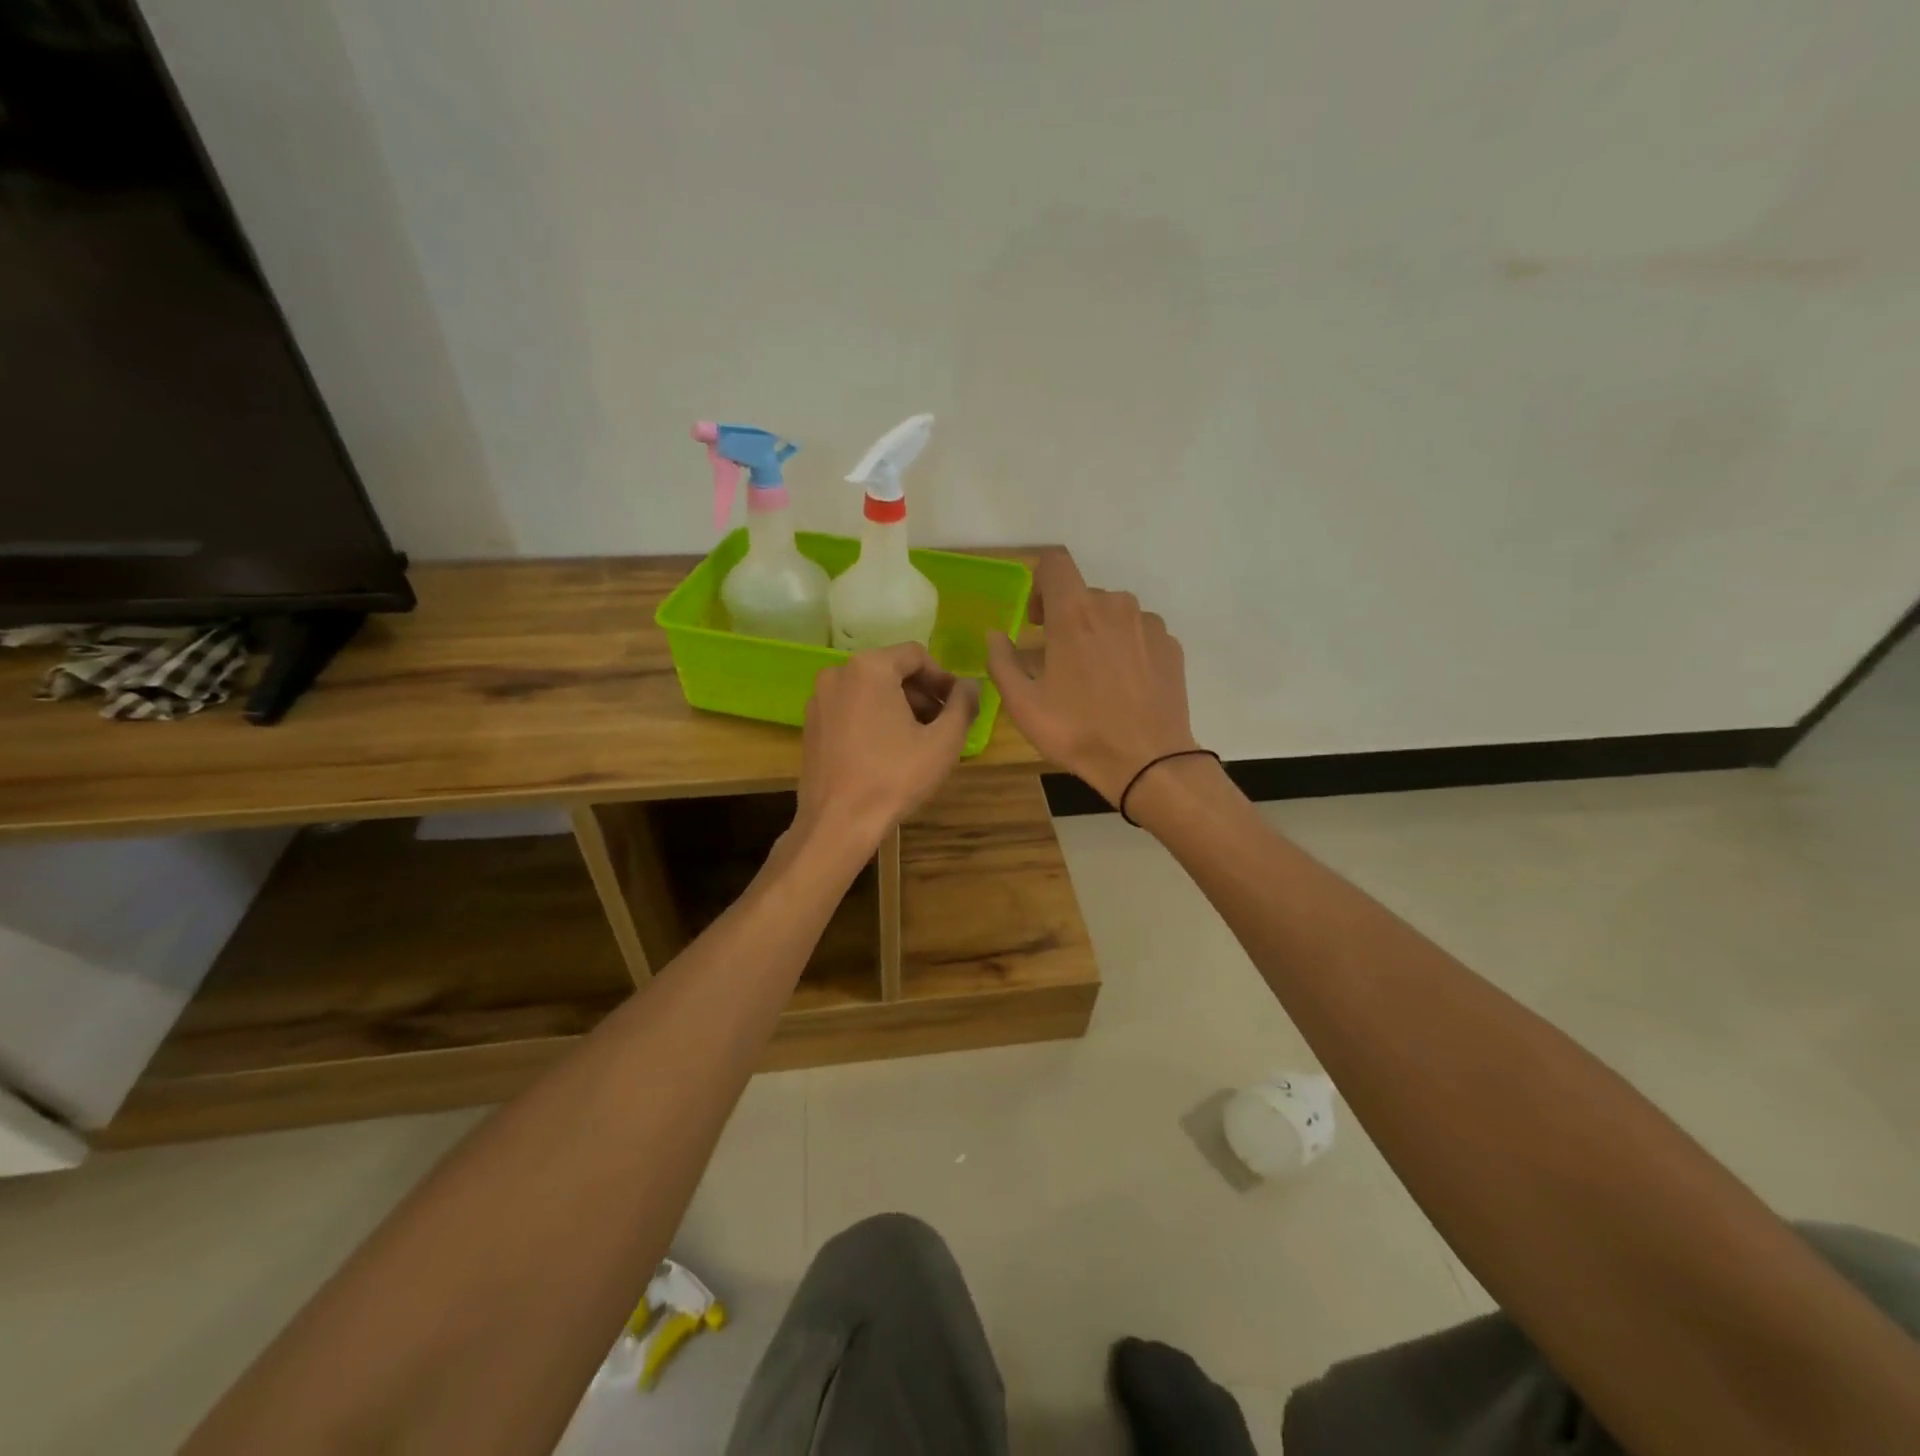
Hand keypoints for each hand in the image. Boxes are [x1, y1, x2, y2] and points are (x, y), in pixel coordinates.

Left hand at [794, 643, 979, 852]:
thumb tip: (970, 685)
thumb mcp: (943, 742)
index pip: (916, 655)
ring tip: (919, 739)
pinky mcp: (811, 725)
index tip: (958, 704)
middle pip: (891, 670)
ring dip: (899, 706)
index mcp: (870, 668)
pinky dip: (873, 718)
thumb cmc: (894, 777)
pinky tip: (888, 750)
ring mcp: (819, 699)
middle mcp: (838, 673)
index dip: (943, 678)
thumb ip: (963, 705)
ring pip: (870, 690)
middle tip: (943, 723)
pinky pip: (850, 708)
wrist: (838, 822)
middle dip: (921, 693)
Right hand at [986, 552, 1198, 804]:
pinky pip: (1140, 632)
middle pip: (1083, 593)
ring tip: (1093, 676)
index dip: (1039, 583)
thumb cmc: (1078, 732)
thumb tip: (995, 635)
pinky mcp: (1171, 645)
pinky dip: (1127, 647)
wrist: (1149, 762)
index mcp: (1074, 613)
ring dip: (1097, 632)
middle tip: (1057, 659)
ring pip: (1114, 613)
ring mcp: (1149, 624)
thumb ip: (1002, 662)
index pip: (1054, 562)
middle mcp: (1115, 606)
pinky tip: (1123, 686)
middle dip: (1066, 617)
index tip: (1035, 619)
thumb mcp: (1023, 705)